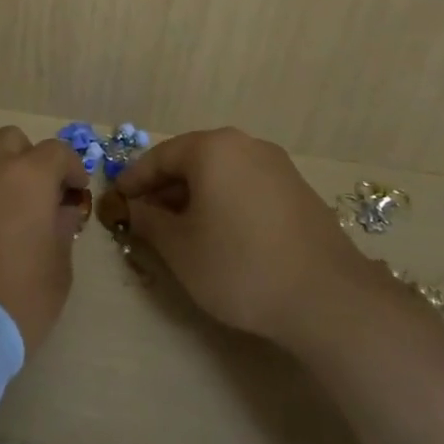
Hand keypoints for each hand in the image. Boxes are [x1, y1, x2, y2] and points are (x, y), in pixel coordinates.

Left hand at [0, 126, 88, 355]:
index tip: (75, 191)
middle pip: (13, 140)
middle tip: (35, 194)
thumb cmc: (15, 299)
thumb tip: (61, 211)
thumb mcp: (58, 272)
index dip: (71, 168)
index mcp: (30, 176)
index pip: (57, 151)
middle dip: (29, 159)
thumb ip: (62, 231)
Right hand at [103, 127, 381, 348]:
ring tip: (179, 229)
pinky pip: (246, 186)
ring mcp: (277, 166)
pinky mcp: (298, 191)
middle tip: (144, 217)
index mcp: (213, 148)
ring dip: (195, 196)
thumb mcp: (180, 247)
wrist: (327, 298)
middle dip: (165, 188)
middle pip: (193, 160)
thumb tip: (134, 209)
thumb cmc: (239, 265)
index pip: (161, 156)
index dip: (134, 179)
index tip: (116, 200)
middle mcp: (246, 145)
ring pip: (222, 173)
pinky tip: (220, 233)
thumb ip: (149, 221)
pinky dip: (224, 202)